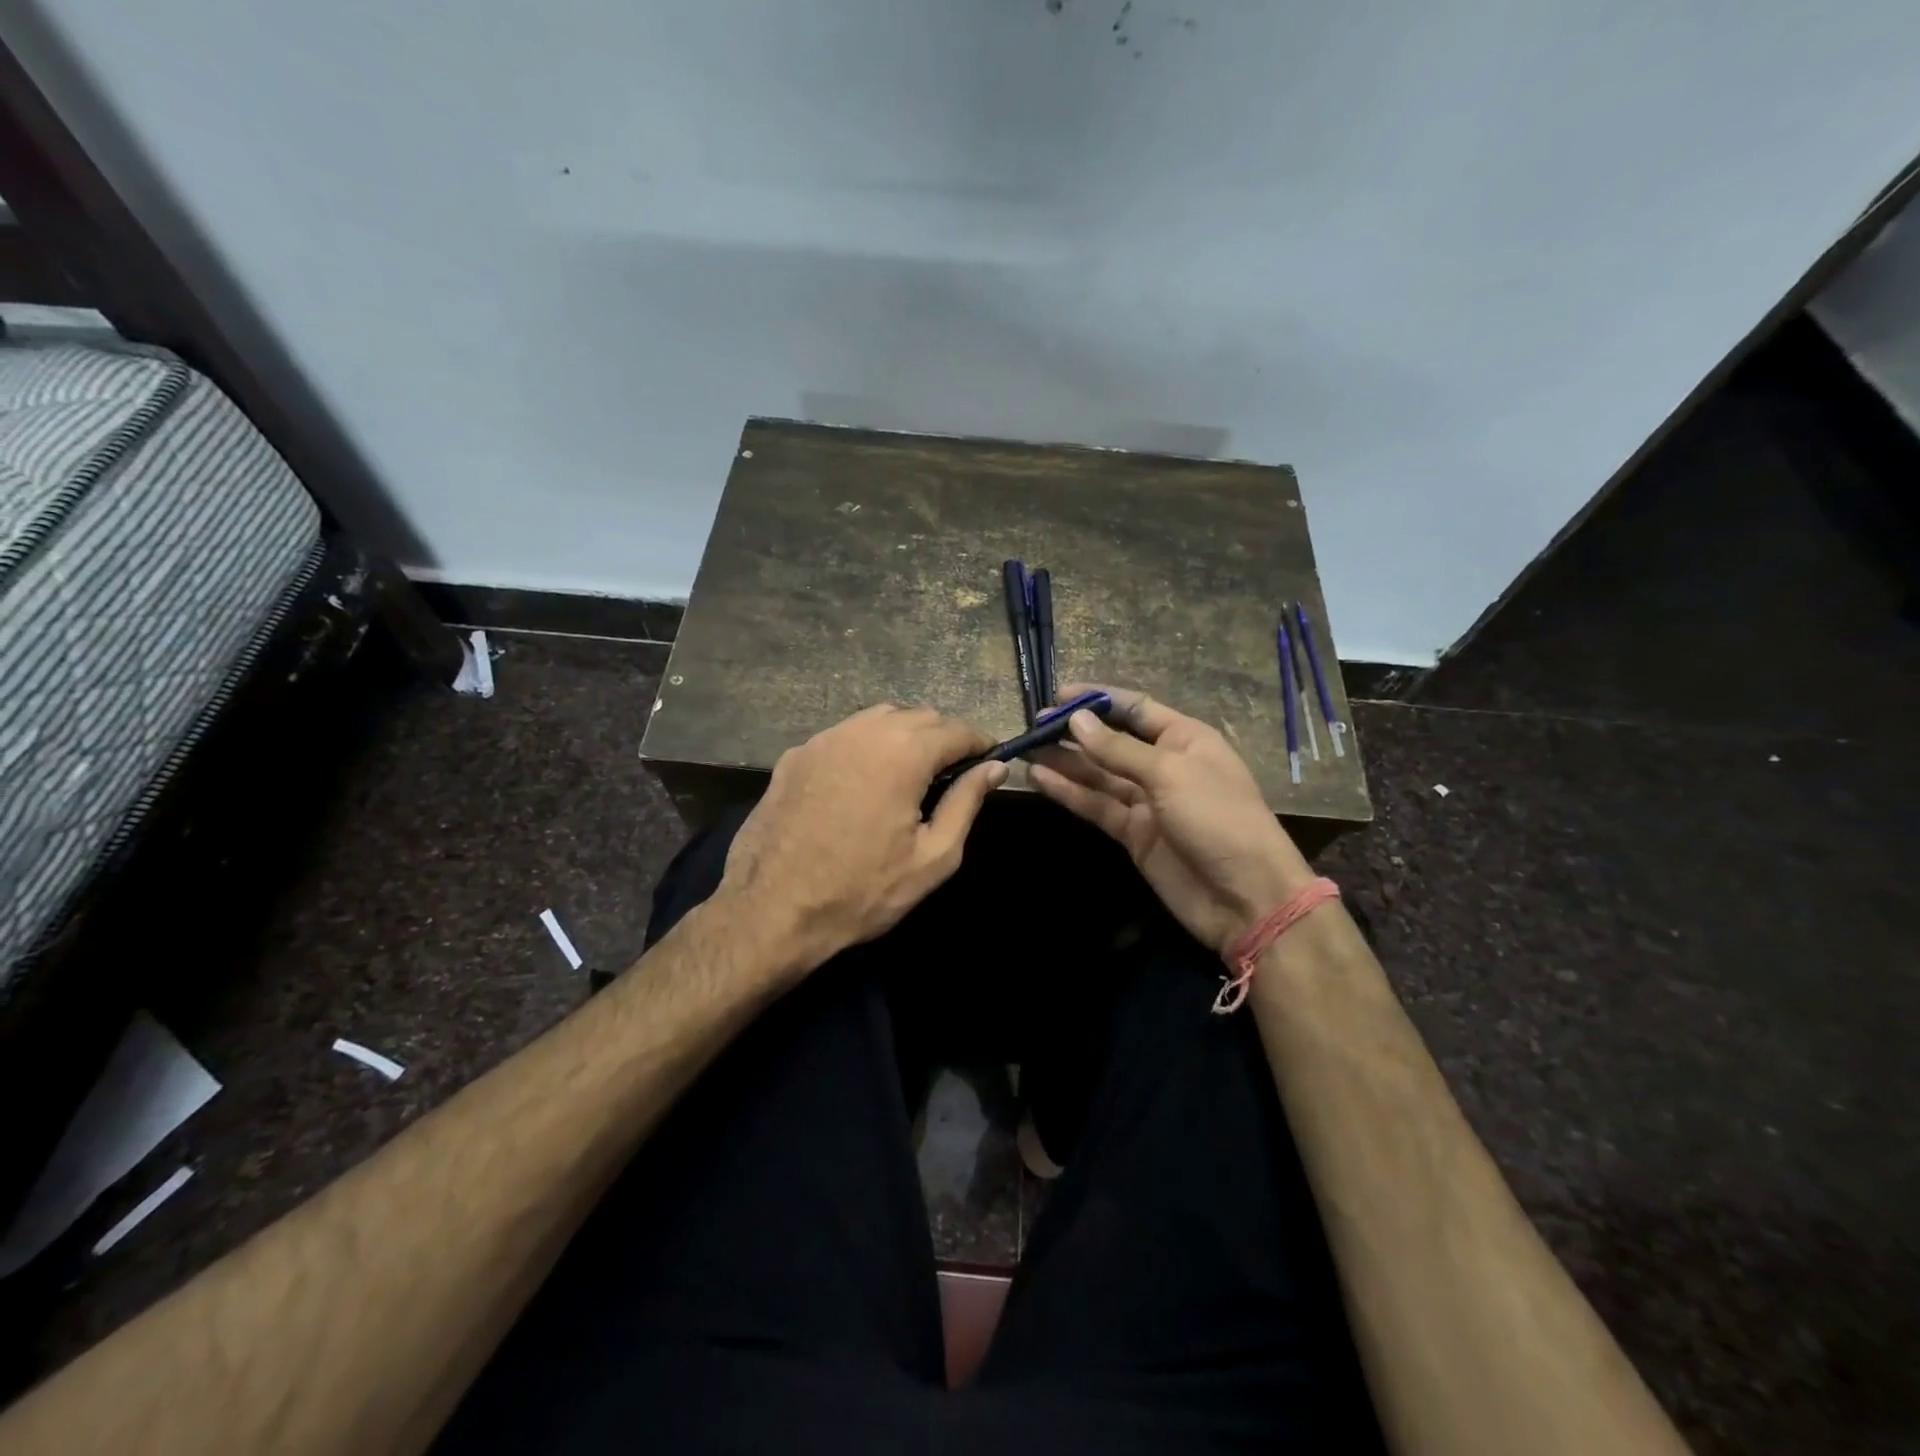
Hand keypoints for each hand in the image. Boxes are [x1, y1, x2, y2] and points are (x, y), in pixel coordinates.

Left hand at [719, 705, 1005, 970]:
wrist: (771, 911)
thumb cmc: (862, 891)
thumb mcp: (932, 857)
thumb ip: (966, 803)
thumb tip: (995, 768)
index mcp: (904, 753)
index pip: (956, 729)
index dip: (980, 742)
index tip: (990, 759)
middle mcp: (863, 732)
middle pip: (919, 716)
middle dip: (943, 737)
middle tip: (952, 773)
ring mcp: (824, 739)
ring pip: (878, 719)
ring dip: (904, 736)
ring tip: (910, 773)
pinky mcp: (795, 756)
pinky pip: (843, 736)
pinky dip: (865, 746)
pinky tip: (862, 781)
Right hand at [1029, 684, 1316, 955]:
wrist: (1246, 898)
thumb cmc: (1219, 820)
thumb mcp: (1171, 774)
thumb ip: (1119, 749)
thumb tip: (1077, 720)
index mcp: (1185, 738)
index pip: (1135, 708)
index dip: (1098, 699)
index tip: (1058, 694)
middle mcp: (1164, 765)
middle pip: (1112, 741)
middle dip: (1075, 732)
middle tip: (1033, 726)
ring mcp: (1147, 801)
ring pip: (1098, 775)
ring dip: (1065, 762)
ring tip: (1026, 750)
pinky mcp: (1133, 833)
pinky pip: (1096, 805)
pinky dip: (1069, 793)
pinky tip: (1040, 779)